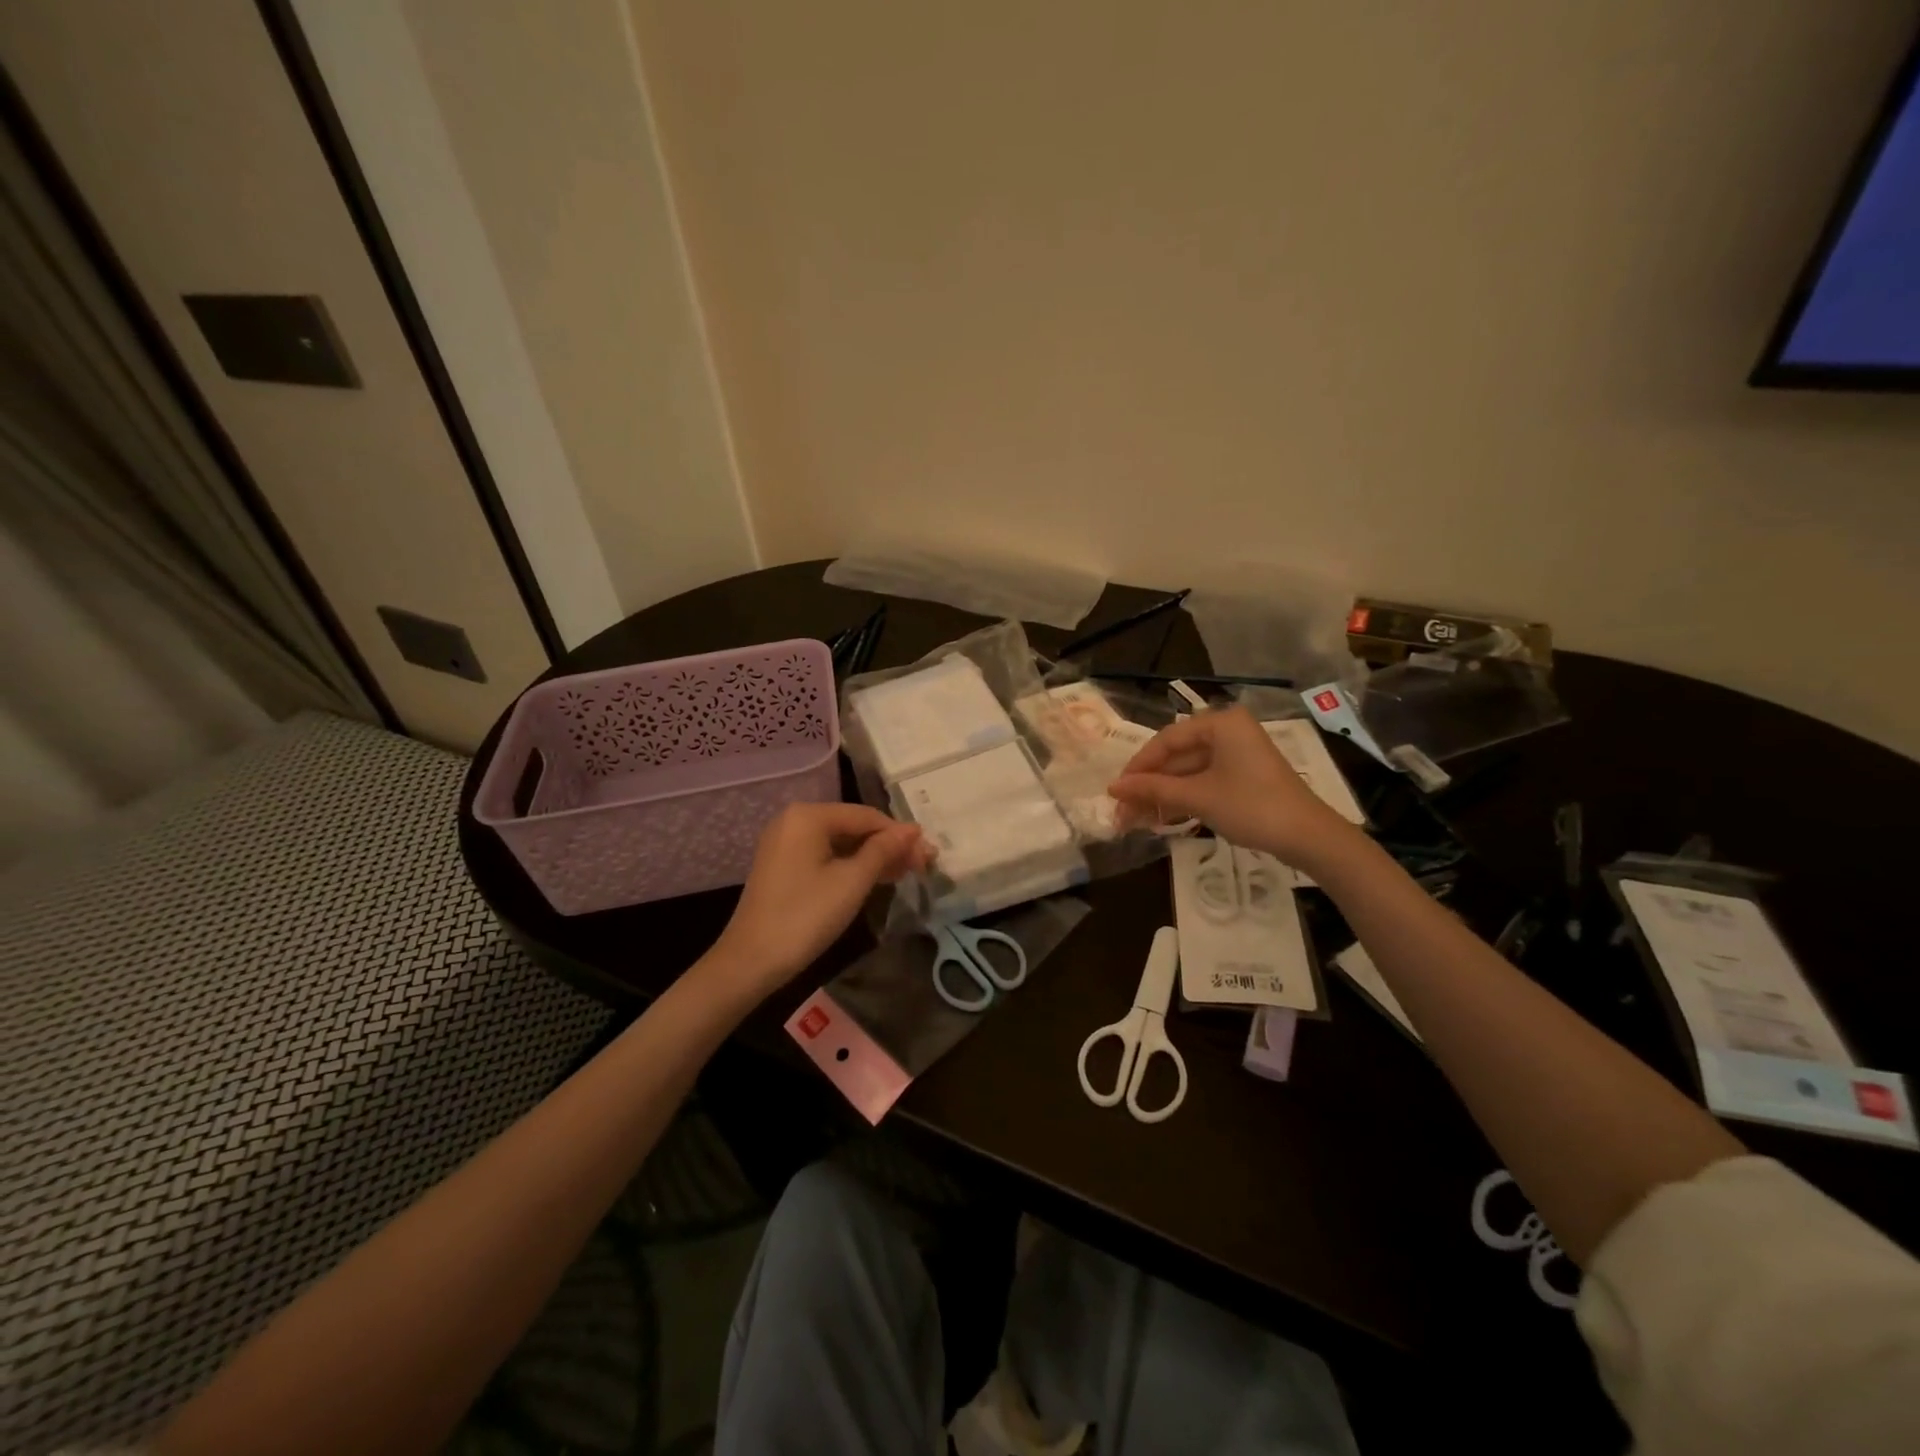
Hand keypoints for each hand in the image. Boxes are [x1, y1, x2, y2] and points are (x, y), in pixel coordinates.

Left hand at [710, 802, 930, 994]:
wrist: (751, 960)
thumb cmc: (806, 916)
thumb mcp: (852, 881)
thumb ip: (884, 850)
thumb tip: (913, 830)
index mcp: (809, 815)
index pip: (867, 816)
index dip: (900, 835)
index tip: (929, 855)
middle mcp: (794, 820)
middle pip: (854, 826)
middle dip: (888, 846)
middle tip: (922, 867)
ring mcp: (785, 842)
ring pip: (841, 842)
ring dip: (873, 857)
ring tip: (905, 874)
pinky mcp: (783, 864)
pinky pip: (825, 855)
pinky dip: (851, 865)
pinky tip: (875, 878)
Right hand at [1107, 708, 1355, 869]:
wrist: (1308, 837)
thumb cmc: (1251, 806)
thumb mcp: (1197, 796)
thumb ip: (1153, 788)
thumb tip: (1113, 787)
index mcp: (1220, 723)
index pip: (1167, 739)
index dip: (1139, 765)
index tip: (1117, 789)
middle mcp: (1228, 731)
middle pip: (1177, 755)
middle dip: (1149, 784)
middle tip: (1123, 809)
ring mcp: (1238, 754)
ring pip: (1188, 771)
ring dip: (1163, 794)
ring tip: (1136, 818)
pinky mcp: (1244, 776)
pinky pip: (1204, 781)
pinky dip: (1183, 798)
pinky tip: (1161, 817)